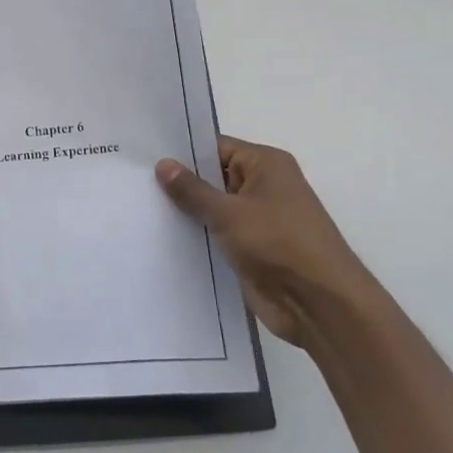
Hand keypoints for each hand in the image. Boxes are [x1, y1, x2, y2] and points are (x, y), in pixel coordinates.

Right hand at [156, 136, 380, 344]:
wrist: (319, 305)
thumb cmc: (279, 244)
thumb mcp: (228, 212)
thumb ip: (192, 189)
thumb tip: (163, 164)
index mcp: (265, 164)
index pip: (215, 147)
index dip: (182, 151)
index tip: (144, 155)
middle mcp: (263, 186)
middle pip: (212, 176)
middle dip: (179, 182)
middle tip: (133, 181)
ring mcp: (258, 219)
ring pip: (212, 208)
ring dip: (186, 212)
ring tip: (140, 207)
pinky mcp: (251, 248)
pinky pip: (217, 234)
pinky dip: (196, 235)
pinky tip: (161, 236)